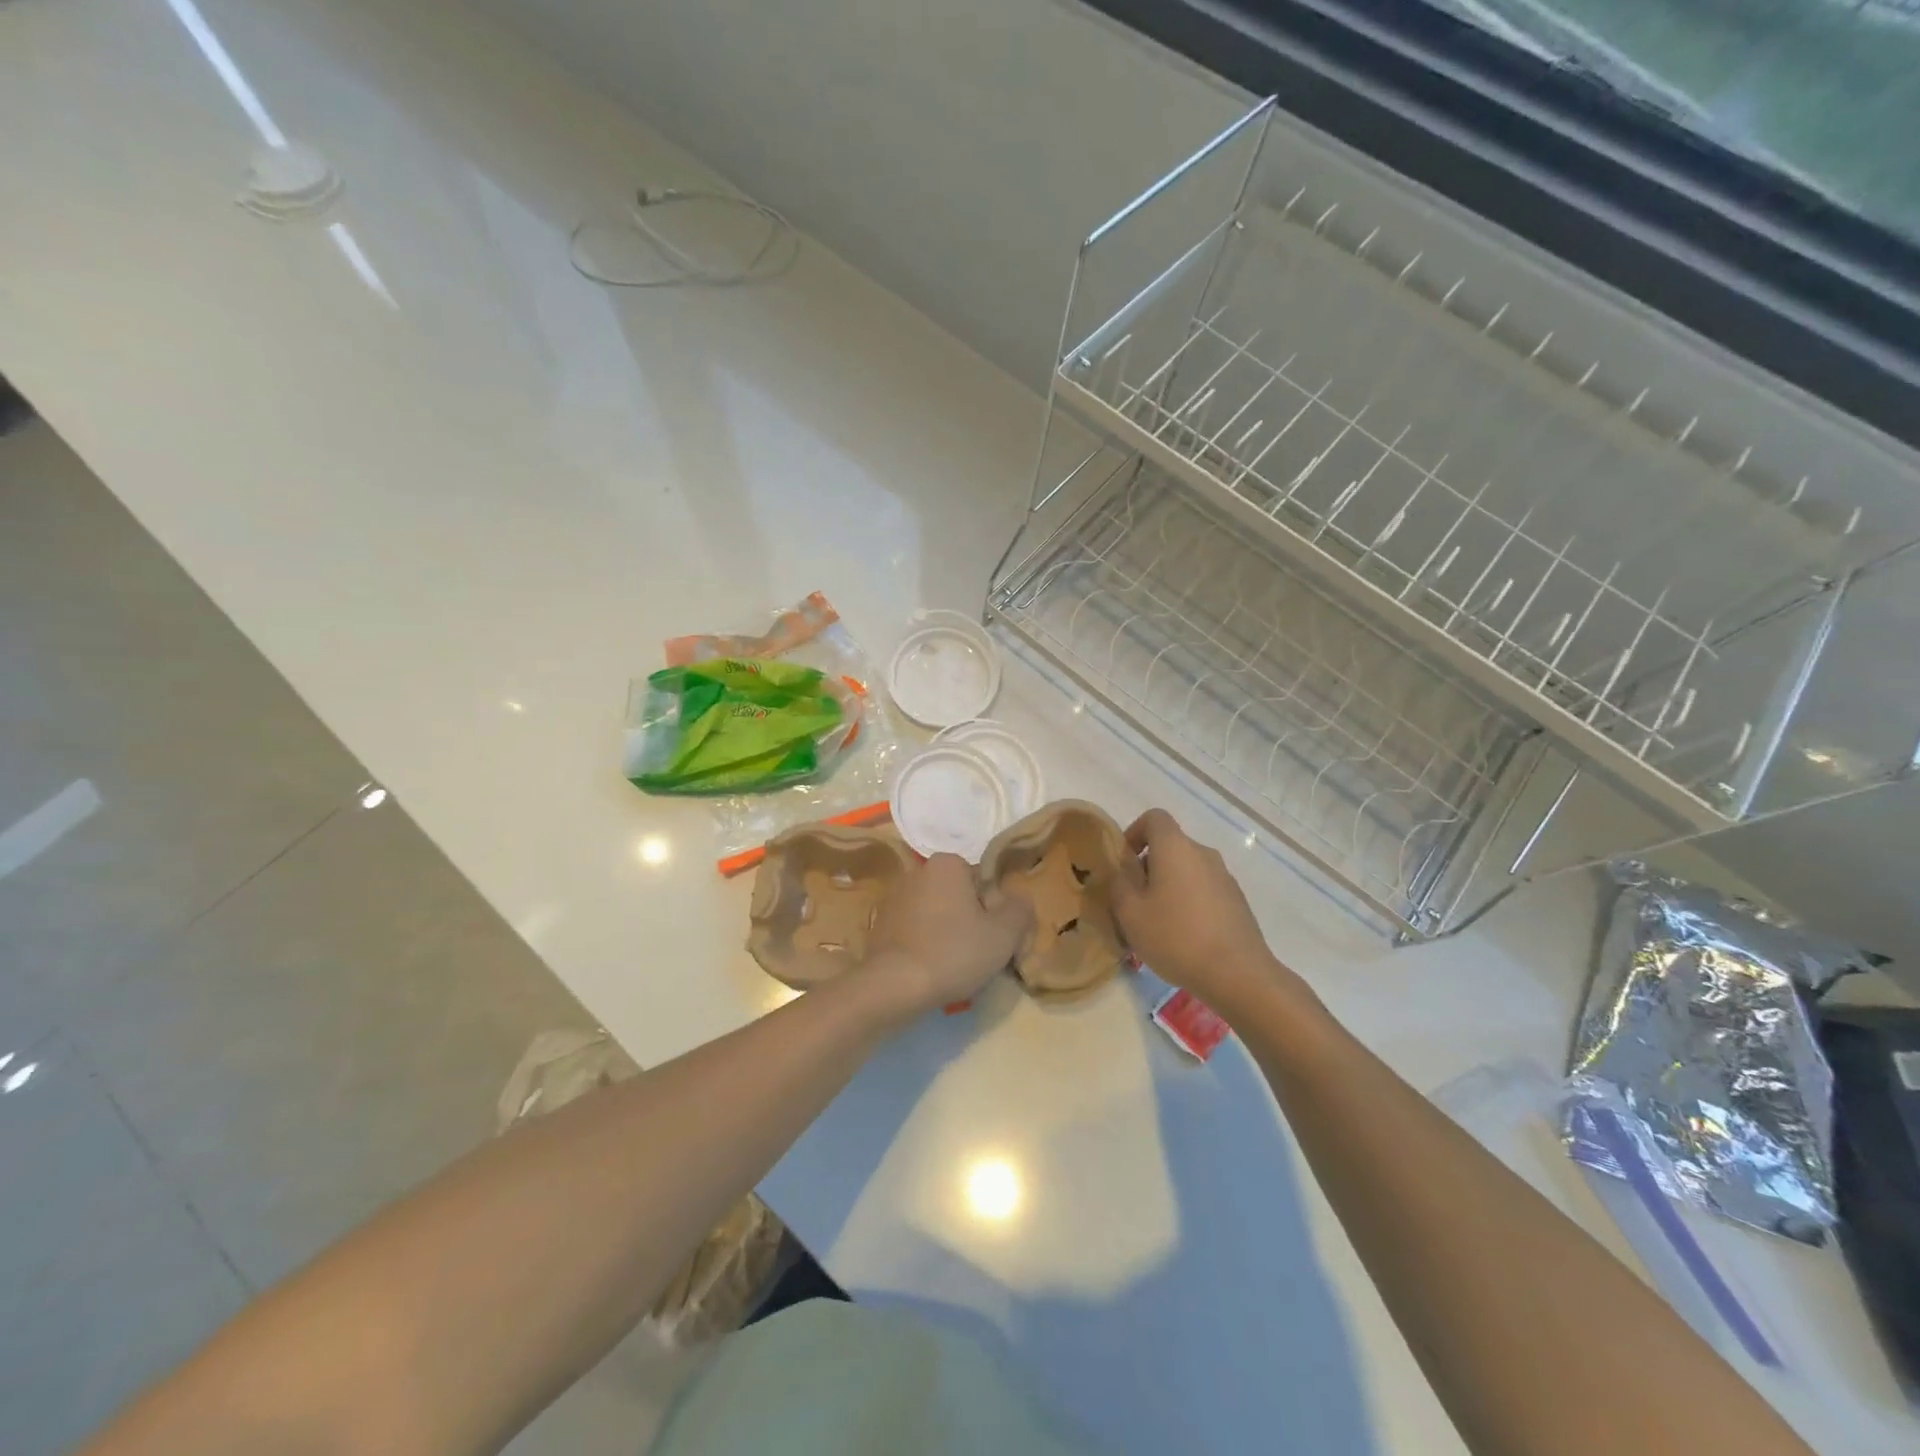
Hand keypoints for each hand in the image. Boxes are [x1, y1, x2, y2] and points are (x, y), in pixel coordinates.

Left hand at [861, 854, 1032, 1016]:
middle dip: (971, 922)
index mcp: (947, 864)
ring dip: (948, 935)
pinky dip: (925, 945)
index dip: (996, 911)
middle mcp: (917, 872)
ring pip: (937, 915)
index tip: (997, 939)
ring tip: (955, 968)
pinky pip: (915, 931)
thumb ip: (1020, 909)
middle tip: (979, 956)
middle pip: (960, 897)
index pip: (984, 882)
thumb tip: (1021, 898)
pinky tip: (930, 970)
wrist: (893, 985)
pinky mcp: (879, 924)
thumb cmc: (954, 952)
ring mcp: (894, 897)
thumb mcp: (1004, 933)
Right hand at [1111, 809, 1300, 1013]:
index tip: (1125, 862)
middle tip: (1134, 902)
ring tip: (1157, 924)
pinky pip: (1204, 890)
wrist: (1238, 974)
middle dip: (1148, 867)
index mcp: (1176, 848)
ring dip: (1168, 887)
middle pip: (1170, 846)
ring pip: (1187, 870)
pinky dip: (1189, 902)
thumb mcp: (1130, 913)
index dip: (1134, 832)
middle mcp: (1203, 854)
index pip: (1155, 818)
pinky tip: (1183, 937)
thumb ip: (1119, 884)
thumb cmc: (1176, 937)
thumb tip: (1123, 872)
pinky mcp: (1237, 901)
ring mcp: (1224, 877)